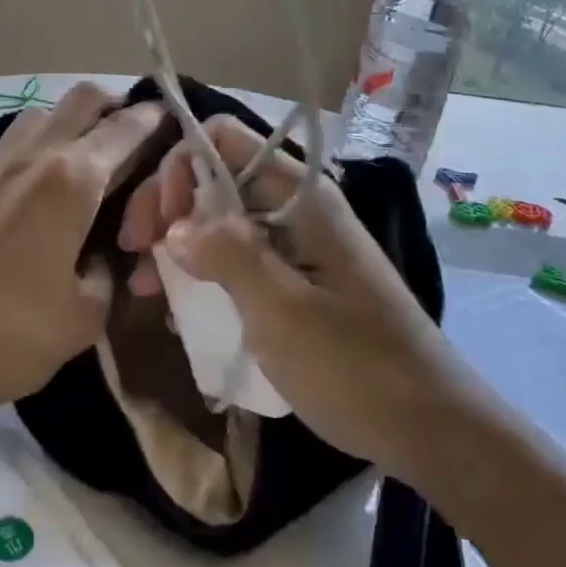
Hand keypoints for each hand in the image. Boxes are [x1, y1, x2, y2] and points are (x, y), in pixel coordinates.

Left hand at [0, 83, 163, 424]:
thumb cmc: (15, 335)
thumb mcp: (88, 313)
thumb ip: (109, 269)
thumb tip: (103, 252)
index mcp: (72, 180)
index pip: (125, 128)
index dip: (155, 119)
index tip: (173, 120)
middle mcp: (34, 156)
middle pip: (82, 98)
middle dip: (116, 105)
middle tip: (135, 135)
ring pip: (43, 113)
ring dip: (74, 121)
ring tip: (90, 159)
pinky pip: (15, 140)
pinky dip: (42, 142)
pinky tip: (45, 185)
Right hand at [117, 114, 454, 468]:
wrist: (428, 427)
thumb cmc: (355, 367)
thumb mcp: (282, 311)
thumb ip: (227, 254)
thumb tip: (174, 226)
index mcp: (299, 196)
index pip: (223, 139)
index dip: (180, 167)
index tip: (160, 224)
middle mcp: (293, 208)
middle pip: (213, 178)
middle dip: (168, 208)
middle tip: (136, 254)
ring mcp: (293, 245)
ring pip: (218, 220)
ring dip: (177, 245)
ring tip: (145, 288)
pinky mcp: (291, 281)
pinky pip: (234, 259)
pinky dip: (201, 274)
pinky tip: (177, 309)